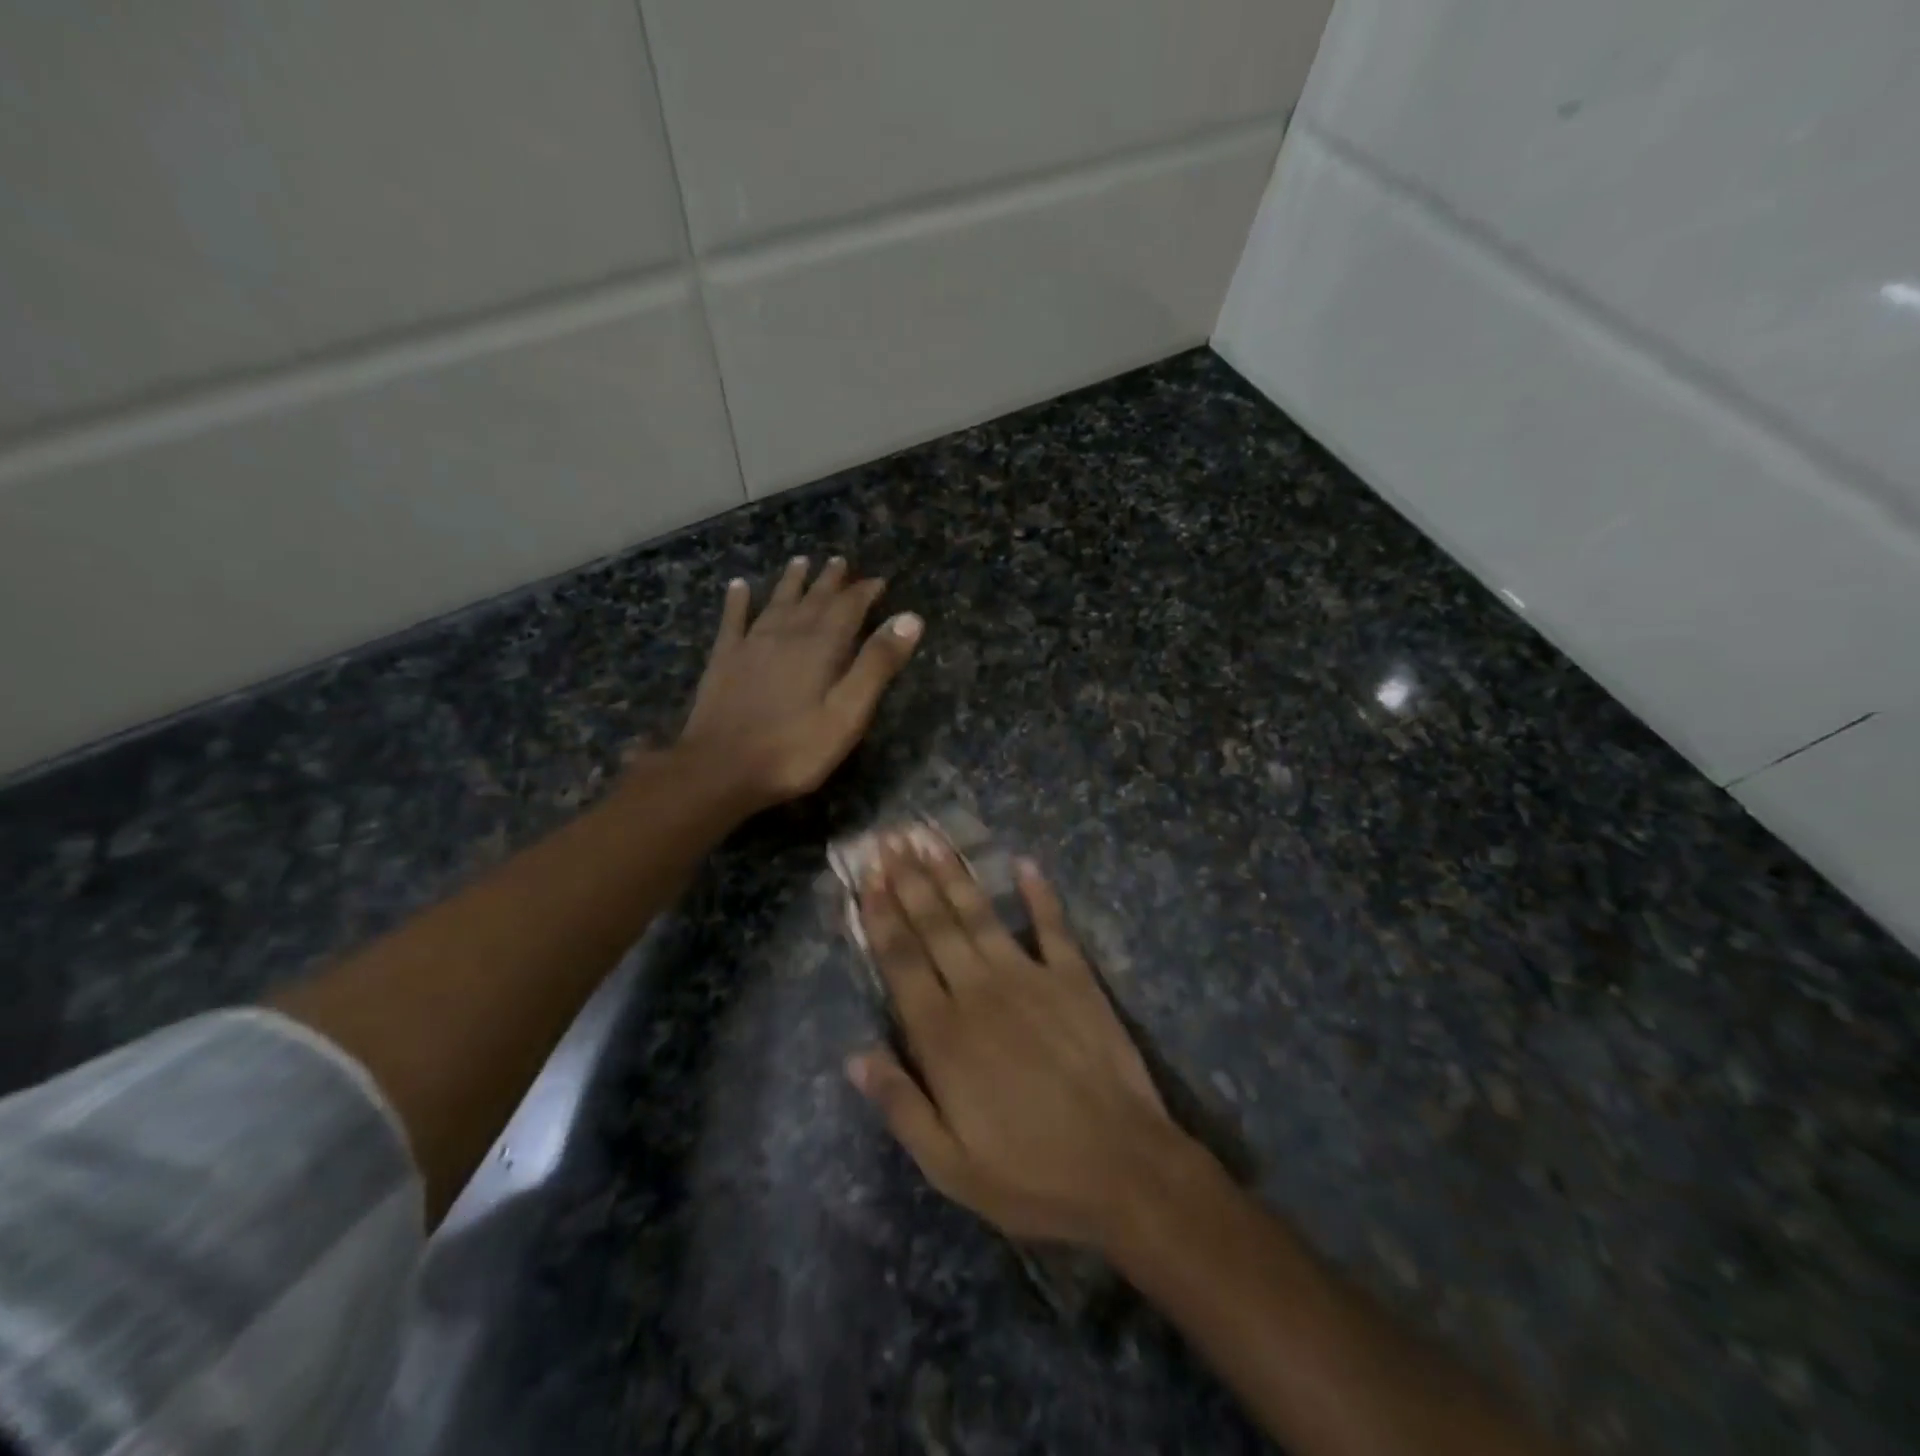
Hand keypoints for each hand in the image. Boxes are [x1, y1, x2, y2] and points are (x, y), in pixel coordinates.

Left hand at [678, 556, 921, 809]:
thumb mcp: (848, 714)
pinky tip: (739, 585)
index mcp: (821, 647)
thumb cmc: (795, 749)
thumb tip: (909, 618)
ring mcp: (751, 644)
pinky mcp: (724, 660)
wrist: (721, 768)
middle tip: (840, 561)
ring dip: (791, 581)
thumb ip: (877, 665)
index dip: (865, 592)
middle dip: (830, 581)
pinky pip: (733, 619)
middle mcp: (786, 634)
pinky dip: (738, 600)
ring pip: (776, 602)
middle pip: (813, 599)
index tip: (879, 581)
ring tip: (801, 561)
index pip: (849, 608)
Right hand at [848, 833, 1204, 1248]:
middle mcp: (979, 992)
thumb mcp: (950, 1166)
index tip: (867, 877)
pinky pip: (1052, 926)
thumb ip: (900, 1105)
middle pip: (935, 925)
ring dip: (954, 875)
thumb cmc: (1031, 1176)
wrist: (1124, 1169)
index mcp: (944, 1036)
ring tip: (931, 839)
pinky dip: (1039, 894)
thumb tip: (854, 1056)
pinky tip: (1025, 863)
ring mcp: (1030, 978)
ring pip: (980, 915)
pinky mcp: (1075, 978)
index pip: (901, 961)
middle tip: (889, 839)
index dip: (881, 915)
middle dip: (909, 880)